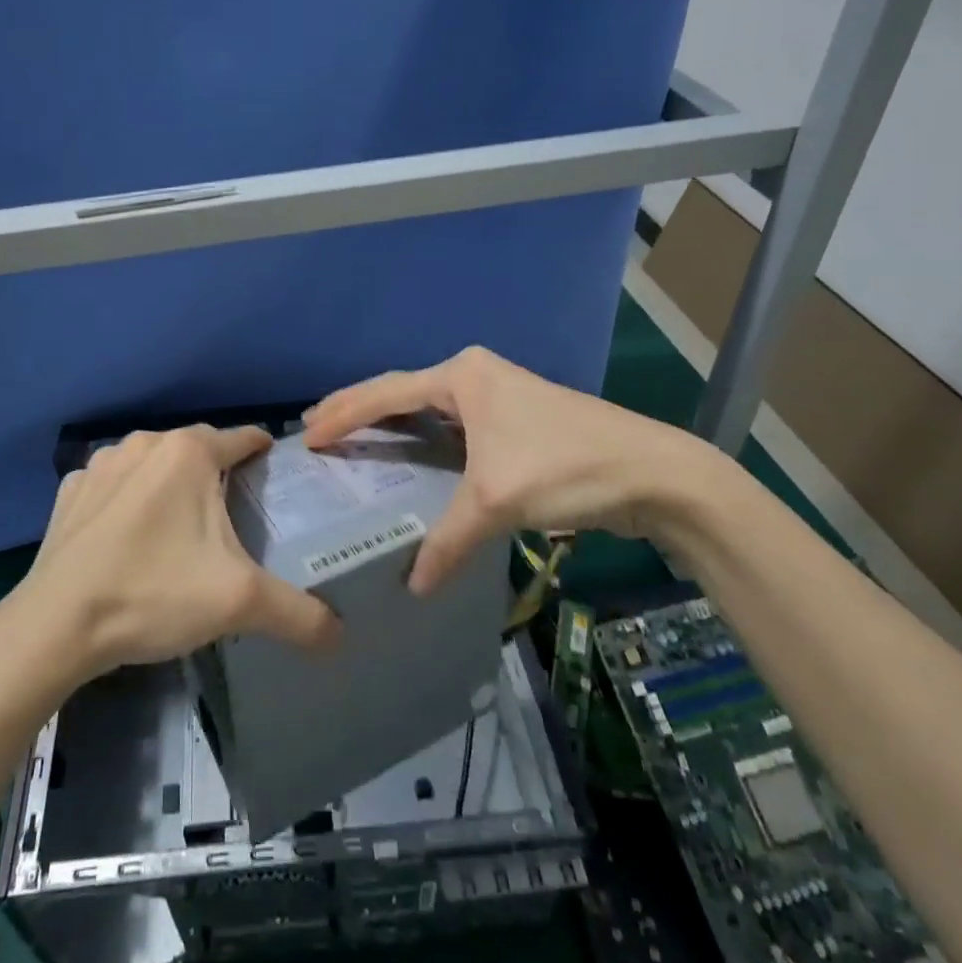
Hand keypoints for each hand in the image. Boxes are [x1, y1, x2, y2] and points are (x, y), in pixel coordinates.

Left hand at [14, 425, 340, 678]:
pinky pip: (113, 485)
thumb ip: (297, 613)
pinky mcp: (70, 491)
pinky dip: (127, 500)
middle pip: (197, 450)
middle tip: (233, 512)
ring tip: (180, 525)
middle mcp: (145, 442)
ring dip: (170, 484)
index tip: (275, 470)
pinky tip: (127, 535)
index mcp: (189, 452)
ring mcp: (101, 464)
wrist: (56, 624)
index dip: (263, 452)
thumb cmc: (154, 593)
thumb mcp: (239, 603)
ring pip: (153, 464)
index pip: (242, 438)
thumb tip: (340, 635)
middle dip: (217, 473)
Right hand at [303, 346, 732, 593]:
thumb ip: (449, 540)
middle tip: (315, 429)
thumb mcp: (497, 500)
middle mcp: (474, 376)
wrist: (654, 473)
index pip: (387, 392)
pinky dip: (421, 439)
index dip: (344, 414)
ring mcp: (495, 396)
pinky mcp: (511, 421)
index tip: (307, 435)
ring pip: (426, 409)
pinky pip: (450, 426)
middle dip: (358, 409)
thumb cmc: (566, 468)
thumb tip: (413, 586)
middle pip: (401, 391)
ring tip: (349, 437)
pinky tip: (408, 456)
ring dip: (389, 423)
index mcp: (462, 376)